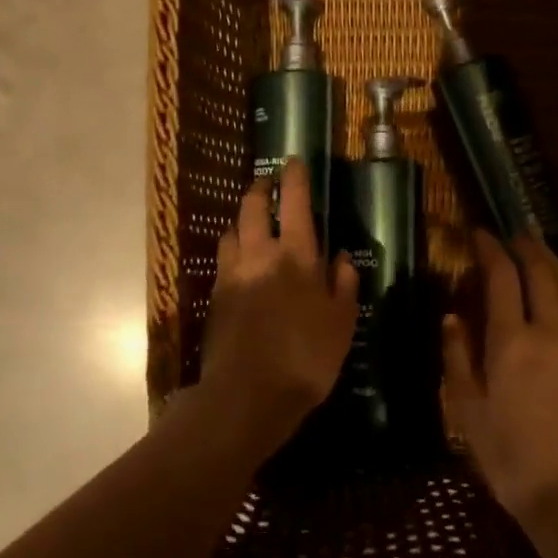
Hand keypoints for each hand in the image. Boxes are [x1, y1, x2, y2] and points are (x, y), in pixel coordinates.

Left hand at [198, 158, 358, 452]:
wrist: (247, 395)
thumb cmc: (307, 358)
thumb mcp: (342, 323)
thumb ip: (343, 284)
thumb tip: (340, 256)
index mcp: (295, 255)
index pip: (293, 202)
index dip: (294, 178)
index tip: (293, 162)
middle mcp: (259, 255)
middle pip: (251, 207)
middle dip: (259, 189)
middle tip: (267, 184)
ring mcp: (231, 275)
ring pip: (231, 231)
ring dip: (241, 219)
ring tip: (251, 221)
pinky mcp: (215, 297)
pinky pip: (223, 259)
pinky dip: (232, 248)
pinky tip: (241, 261)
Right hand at [443, 232, 557, 526]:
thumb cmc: (513, 460)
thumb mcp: (469, 414)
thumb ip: (458, 359)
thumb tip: (452, 318)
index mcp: (512, 342)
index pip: (503, 277)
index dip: (491, 249)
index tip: (480, 234)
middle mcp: (552, 332)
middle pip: (543, 272)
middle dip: (527, 246)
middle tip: (513, 234)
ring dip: (553, 262)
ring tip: (540, 250)